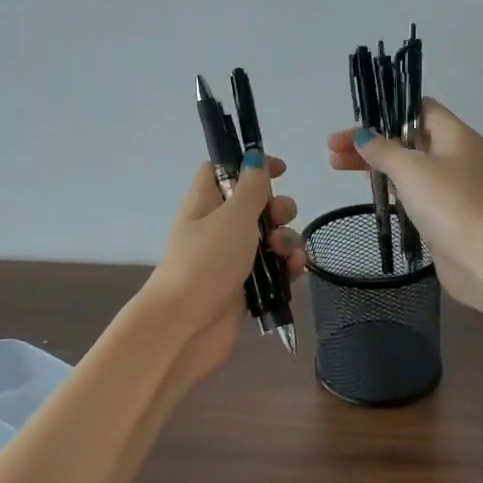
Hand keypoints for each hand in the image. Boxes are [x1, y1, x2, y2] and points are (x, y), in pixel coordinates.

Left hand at [138, 153, 304, 393]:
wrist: (187, 324)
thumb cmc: (207, 261)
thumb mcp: (233, 216)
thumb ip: (251, 187)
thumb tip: (254, 159)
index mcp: (206, 202)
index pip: (224, 170)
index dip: (250, 165)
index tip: (280, 170)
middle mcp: (217, 228)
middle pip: (254, 205)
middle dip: (277, 208)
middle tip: (280, 218)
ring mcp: (231, 259)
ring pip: (269, 238)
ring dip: (287, 239)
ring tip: (286, 253)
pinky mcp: (245, 287)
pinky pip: (273, 268)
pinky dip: (287, 266)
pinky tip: (295, 270)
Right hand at [326, 98, 482, 312]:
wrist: (479, 255)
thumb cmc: (446, 202)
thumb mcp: (409, 169)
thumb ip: (382, 149)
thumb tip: (363, 137)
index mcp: (454, 134)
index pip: (420, 108)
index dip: (389, 110)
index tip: (359, 122)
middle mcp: (454, 154)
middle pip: (407, 137)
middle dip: (371, 141)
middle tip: (333, 149)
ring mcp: (450, 184)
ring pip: (407, 165)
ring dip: (375, 163)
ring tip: (337, 166)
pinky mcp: (442, 210)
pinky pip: (412, 189)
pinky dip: (390, 185)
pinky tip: (369, 188)